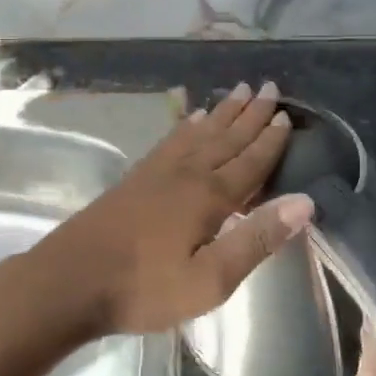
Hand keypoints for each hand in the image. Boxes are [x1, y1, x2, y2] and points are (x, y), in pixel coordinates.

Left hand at [40, 81, 314, 336]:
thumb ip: (256, 239)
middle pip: (226, 137)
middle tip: (269, 87)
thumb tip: (305, 202)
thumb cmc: (145, 288)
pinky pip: (171, 140)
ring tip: (237, 91)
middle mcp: (186, 173)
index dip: (270, 141)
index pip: (249, 162)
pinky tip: (191, 119)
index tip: (286, 115)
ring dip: (222, 112)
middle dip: (250, 114)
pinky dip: (187, 126)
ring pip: (199, 133)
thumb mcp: (210, 280)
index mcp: (209, 196)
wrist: (71, 280)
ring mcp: (157, 172)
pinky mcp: (136, 177)